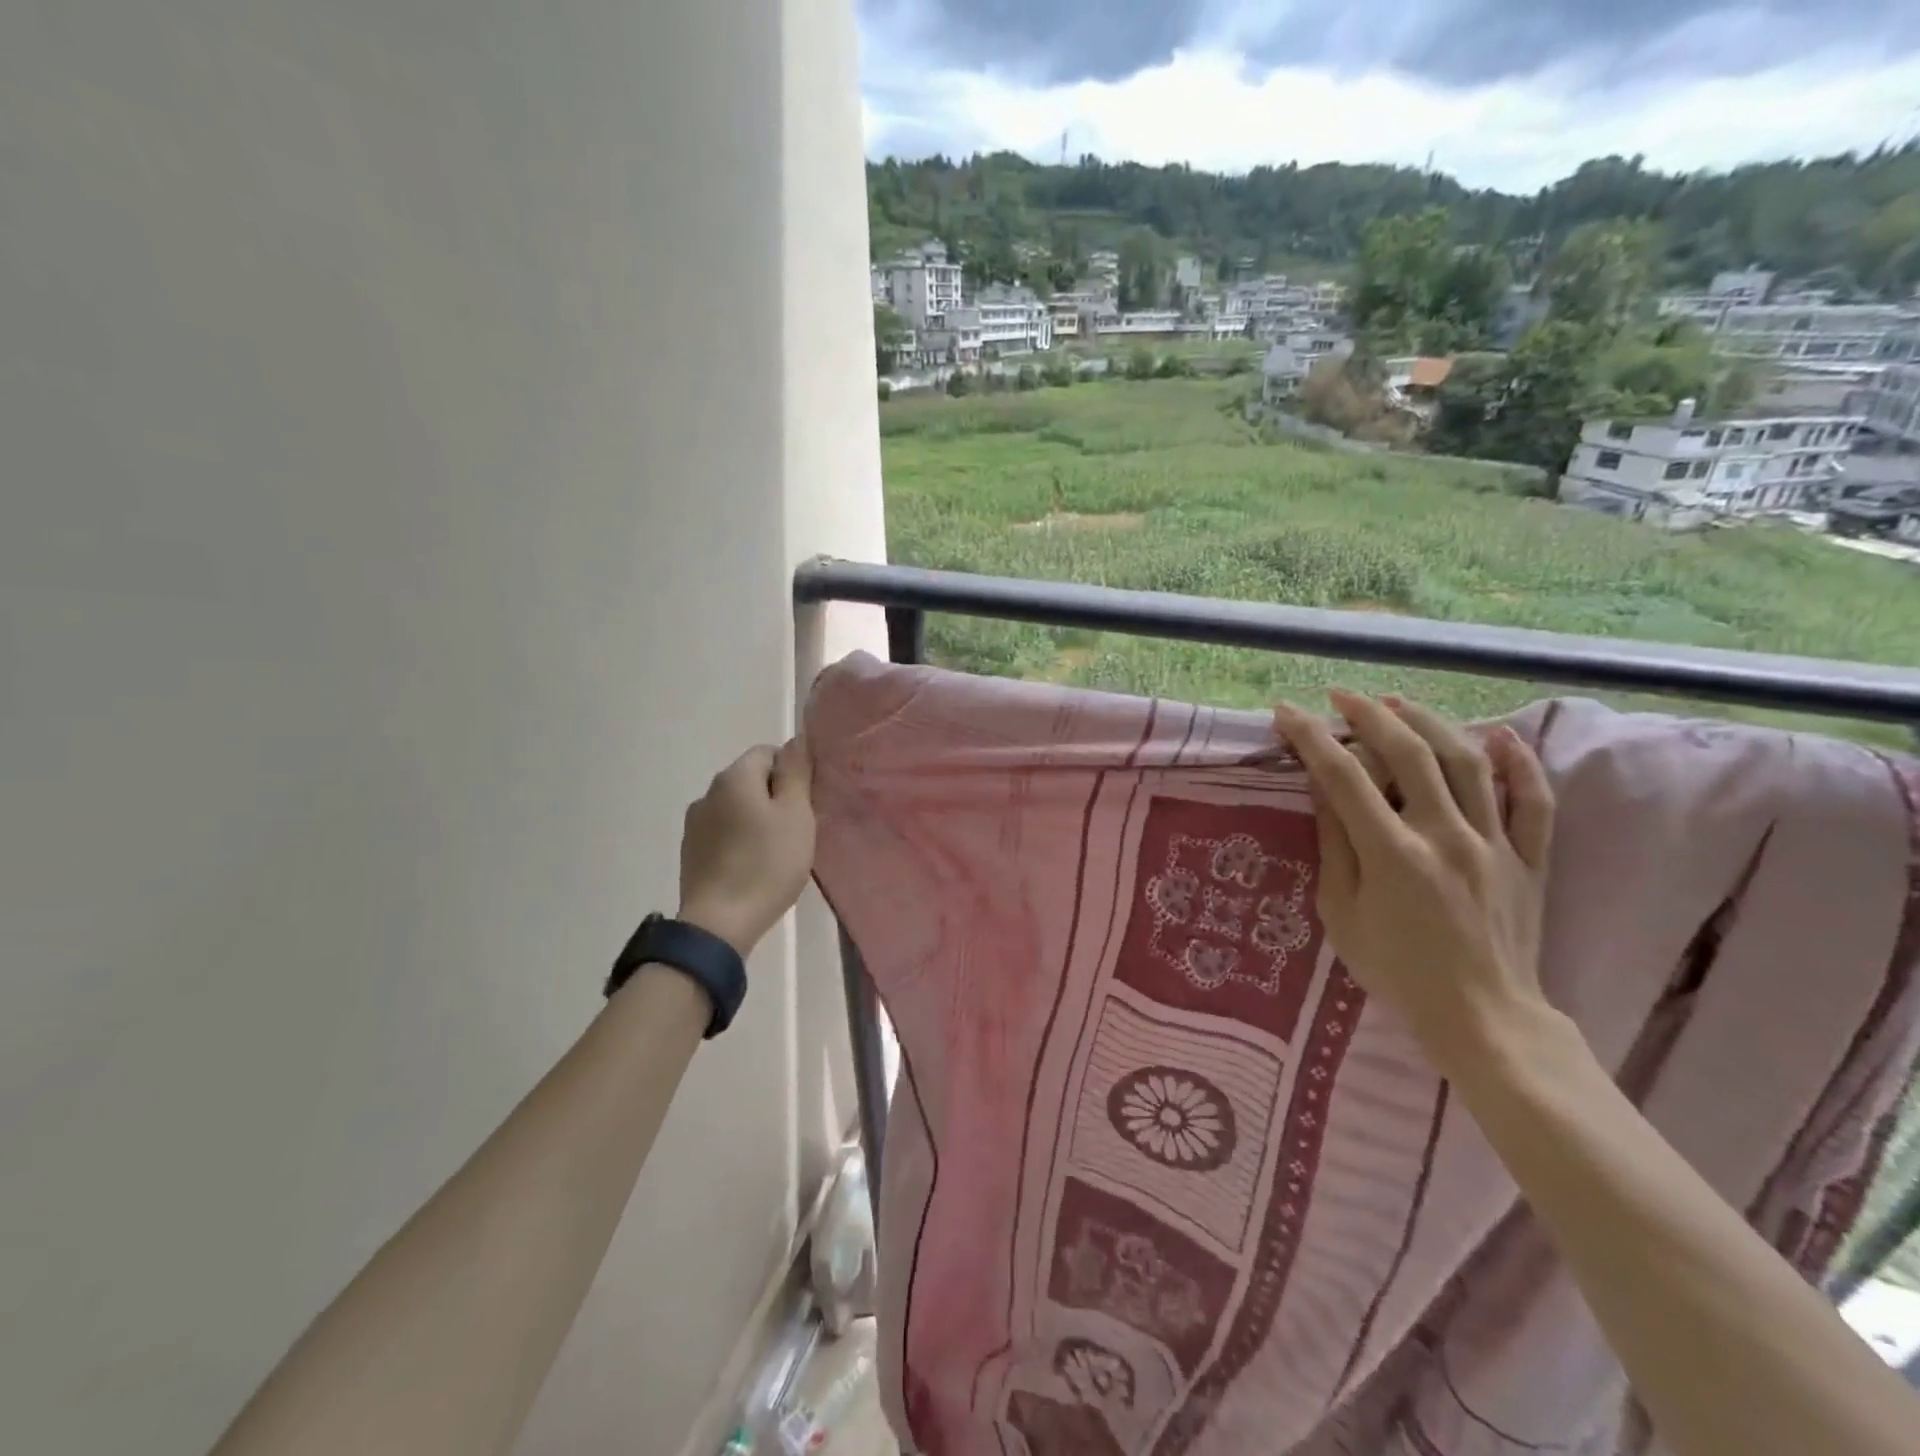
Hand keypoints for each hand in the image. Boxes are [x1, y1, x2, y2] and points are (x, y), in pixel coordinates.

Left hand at [677, 737, 815, 956]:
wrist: (720, 923)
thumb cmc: (767, 864)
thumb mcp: (796, 814)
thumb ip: (796, 772)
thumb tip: (797, 739)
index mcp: (734, 777)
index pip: (768, 752)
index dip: (793, 773)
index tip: (807, 803)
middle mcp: (708, 792)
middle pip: (751, 779)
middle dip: (776, 797)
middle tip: (798, 829)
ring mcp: (695, 824)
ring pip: (737, 808)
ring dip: (758, 820)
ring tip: (777, 852)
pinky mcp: (691, 852)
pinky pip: (724, 832)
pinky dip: (741, 841)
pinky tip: (754, 867)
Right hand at [1271, 692, 1556, 1073]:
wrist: (1482, 1018)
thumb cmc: (1396, 970)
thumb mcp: (1340, 912)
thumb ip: (1334, 844)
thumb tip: (1323, 787)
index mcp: (1392, 853)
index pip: (1343, 776)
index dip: (1311, 738)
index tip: (1287, 713)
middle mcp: (1445, 835)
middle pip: (1408, 753)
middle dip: (1369, 715)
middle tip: (1341, 696)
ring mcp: (1494, 844)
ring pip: (1467, 761)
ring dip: (1429, 722)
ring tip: (1398, 703)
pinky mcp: (1529, 858)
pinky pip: (1533, 801)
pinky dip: (1519, 762)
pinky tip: (1498, 734)